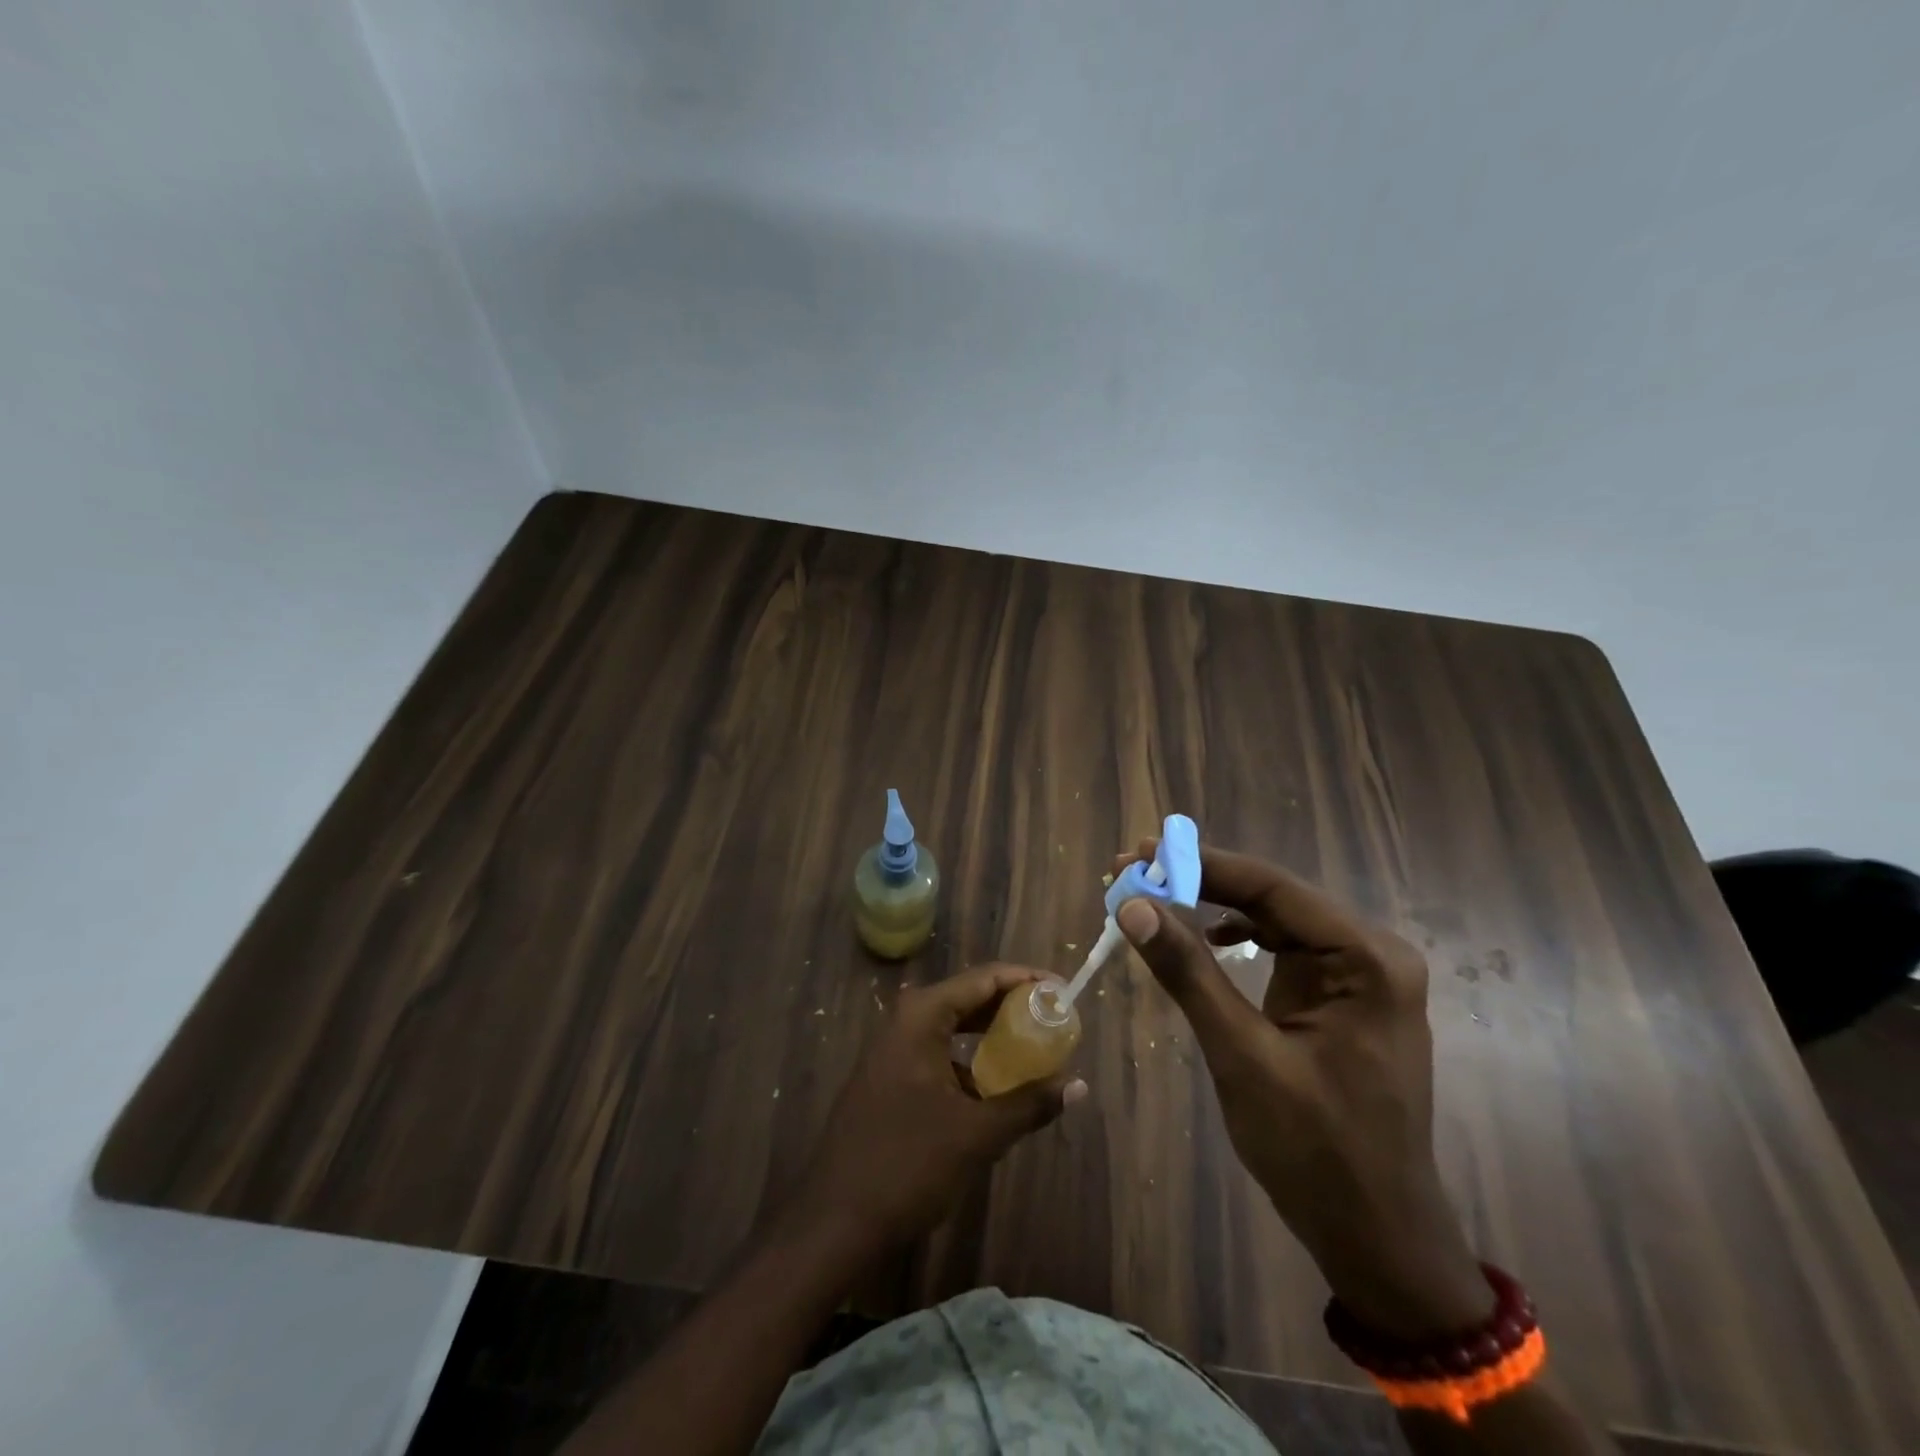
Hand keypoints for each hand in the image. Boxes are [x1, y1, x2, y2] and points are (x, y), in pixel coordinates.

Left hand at [789, 964, 1087, 1251]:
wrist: (834, 1223)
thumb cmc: (907, 1165)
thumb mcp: (977, 1135)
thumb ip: (1029, 1104)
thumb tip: (1077, 1086)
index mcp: (921, 1016)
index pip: (984, 979)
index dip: (1027, 980)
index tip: (1064, 993)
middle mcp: (905, 1021)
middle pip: (969, 999)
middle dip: (1013, 1008)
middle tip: (1056, 1023)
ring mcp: (893, 1050)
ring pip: (954, 1029)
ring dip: (993, 1038)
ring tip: (1036, 1053)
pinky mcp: (890, 1079)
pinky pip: (940, 1055)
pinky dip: (971, 1064)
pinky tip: (997, 1091)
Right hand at [1114, 840, 1491, 1339]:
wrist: (1377, 1236)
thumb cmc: (1316, 1150)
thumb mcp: (1242, 1055)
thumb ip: (1188, 973)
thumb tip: (1132, 905)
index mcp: (1367, 959)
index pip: (1273, 887)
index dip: (1201, 864)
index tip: (1138, 854)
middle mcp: (1371, 952)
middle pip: (1274, 897)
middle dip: (1202, 882)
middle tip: (1135, 873)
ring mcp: (1360, 974)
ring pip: (1276, 918)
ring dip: (1215, 906)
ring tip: (1156, 898)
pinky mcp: (1342, 995)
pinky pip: (1285, 947)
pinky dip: (1239, 937)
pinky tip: (1209, 940)